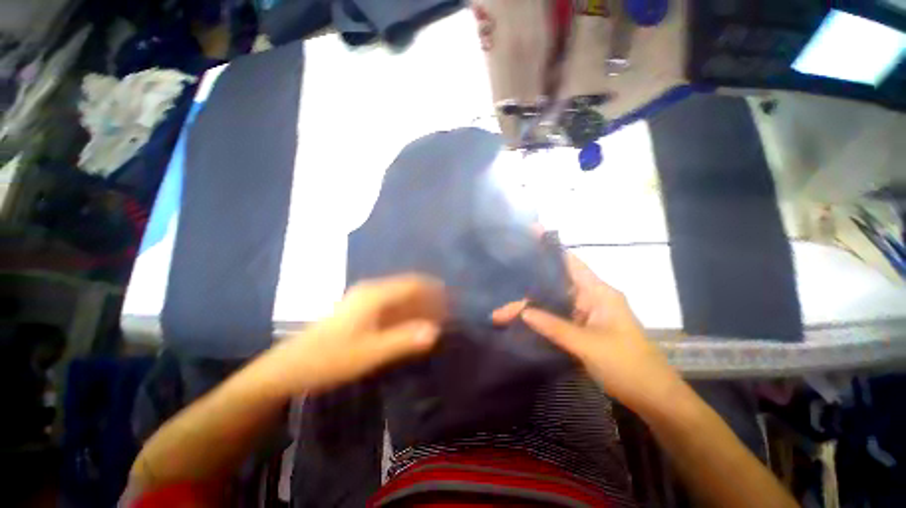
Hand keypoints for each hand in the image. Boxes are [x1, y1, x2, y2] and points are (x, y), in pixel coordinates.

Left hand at [263, 274, 446, 393]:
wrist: (290, 367)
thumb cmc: (330, 358)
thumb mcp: (370, 352)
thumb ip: (404, 340)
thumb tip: (435, 332)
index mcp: (374, 295)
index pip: (412, 283)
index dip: (433, 289)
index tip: (450, 299)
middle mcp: (371, 291)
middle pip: (407, 288)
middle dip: (428, 298)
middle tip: (446, 313)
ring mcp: (364, 300)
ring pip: (399, 298)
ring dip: (417, 306)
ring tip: (434, 319)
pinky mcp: (359, 311)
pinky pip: (390, 307)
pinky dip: (405, 313)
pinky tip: (412, 325)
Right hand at [493, 249, 682, 414]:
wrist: (654, 399)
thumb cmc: (628, 366)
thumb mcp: (588, 345)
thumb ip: (554, 326)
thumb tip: (523, 312)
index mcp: (598, 292)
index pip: (570, 262)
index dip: (549, 249)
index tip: (527, 237)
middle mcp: (590, 298)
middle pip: (553, 287)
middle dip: (527, 293)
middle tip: (500, 302)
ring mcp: (586, 315)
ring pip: (552, 305)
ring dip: (530, 310)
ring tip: (502, 315)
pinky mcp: (582, 330)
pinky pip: (557, 320)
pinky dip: (540, 321)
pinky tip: (522, 324)